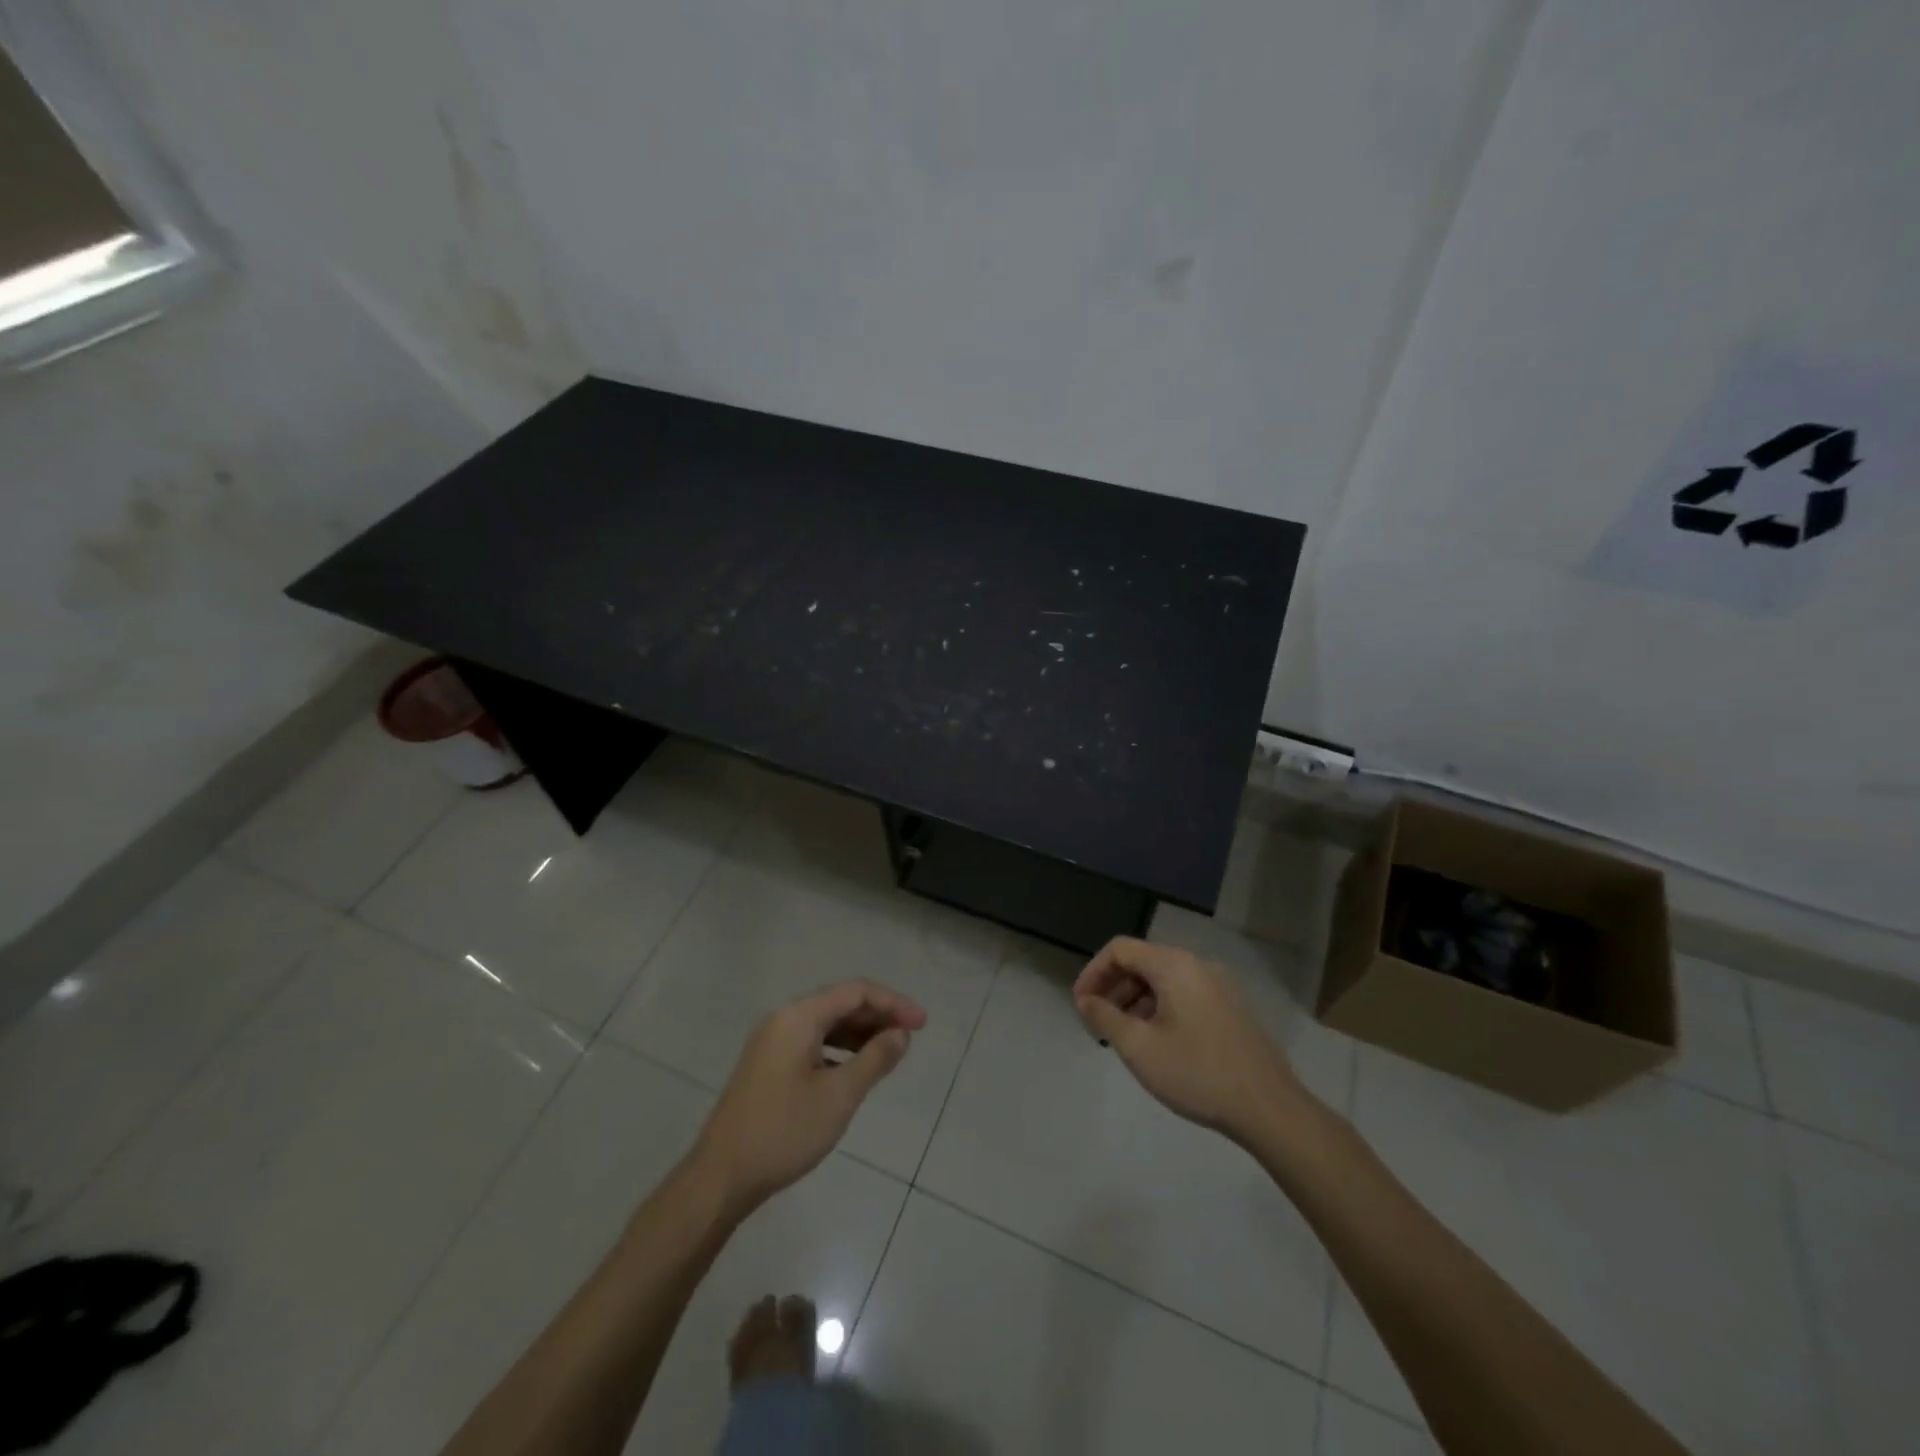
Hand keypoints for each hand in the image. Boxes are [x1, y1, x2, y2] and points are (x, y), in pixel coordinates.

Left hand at [693, 981, 925, 1214]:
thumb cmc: (784, 1131)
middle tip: (910, 1038)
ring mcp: (771, 1043)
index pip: (855, 992)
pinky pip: (812, 1043)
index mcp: (798, 1017)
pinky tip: (854, 1070)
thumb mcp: (839, 1096)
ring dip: (859, 1033)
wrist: (720, 1178)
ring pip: (825, 1024)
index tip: (922, 1025)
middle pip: (840, 1004)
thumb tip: (900, 1034)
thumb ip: (874, 1059)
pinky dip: (838, 1049)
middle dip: (878, 1016)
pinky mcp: (767, 1066)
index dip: (892, 1003)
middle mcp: (783, 1020)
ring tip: (889, 1053)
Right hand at [1073, 937, 1303, 1143]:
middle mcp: (1197, 964)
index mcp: (1174, 965)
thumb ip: (1105, 1017)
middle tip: (1097, 1022)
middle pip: (1143, 961)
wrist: (1269, 1108)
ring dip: (1135, 999)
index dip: (1093, 972)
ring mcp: (1218, 985)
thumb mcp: (1139, 1047)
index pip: (1120, 949)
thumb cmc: (1197, 1073)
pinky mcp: (1231, 1007)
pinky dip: (1160, 1007)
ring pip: (1164, 979)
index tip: (1080, 1005)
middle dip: (1113, 987)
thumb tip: (1085, 1000)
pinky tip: (1156, 1041)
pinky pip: (1184, 993)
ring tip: (1122, 1035)